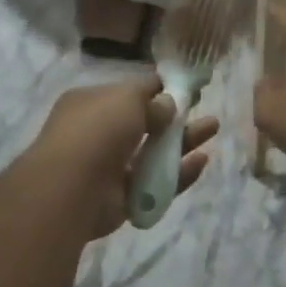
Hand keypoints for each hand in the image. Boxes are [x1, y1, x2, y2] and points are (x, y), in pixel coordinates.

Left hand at [28, 79, 218, 238]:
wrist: (72, 189)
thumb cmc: (96, 131)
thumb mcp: (127, 99)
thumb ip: (152, 99)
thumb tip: (168, 102)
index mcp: (91, 104)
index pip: (129, 93)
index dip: (159, 90)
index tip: (188, 89)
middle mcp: (98, 133)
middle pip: (146, 124)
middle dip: (177, 118)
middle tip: (205, 110)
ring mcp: (111, 167)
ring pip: (154, 152)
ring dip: (183, 141)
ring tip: (213, 129)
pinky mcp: (124, 197)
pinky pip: (156, 182)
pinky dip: (179, 173)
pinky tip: (201, 161)